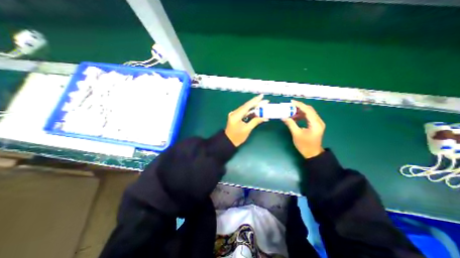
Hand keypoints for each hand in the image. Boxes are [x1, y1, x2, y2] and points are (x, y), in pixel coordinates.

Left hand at [225, 94, 267, 146]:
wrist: (229, 141)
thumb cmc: (237, 137)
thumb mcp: (247, 129)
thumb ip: (255, 121)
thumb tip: (265, 117)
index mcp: (236, 116)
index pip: (246, 106)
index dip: (254, 101)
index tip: (262, 96)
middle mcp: (234, 113)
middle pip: (246, 106)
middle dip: (256, 103)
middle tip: (266, 101)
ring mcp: (234, 114)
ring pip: (246, 109)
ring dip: (254, 107)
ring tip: (263, 105)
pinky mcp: (235, 116)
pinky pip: (244, 112)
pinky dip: (250, 111)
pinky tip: (257, 110)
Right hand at [282, 100, 324, 157]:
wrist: (312, 153)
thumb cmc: (304, 145)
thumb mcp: (296, 134)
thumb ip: (290, 124)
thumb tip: (283, 117)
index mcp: (315, 124)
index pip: (308, 110)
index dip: (299, 105)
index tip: (291, 102)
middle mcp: (318, 121)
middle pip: (309, 110)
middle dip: (299, 107)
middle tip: (290, 106)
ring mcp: (318, 123)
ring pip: (309, 113)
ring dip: (300, 111)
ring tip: (291, 112)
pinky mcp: (315, 125)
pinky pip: (308, 117)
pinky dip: (301, 115)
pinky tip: (295, 117)